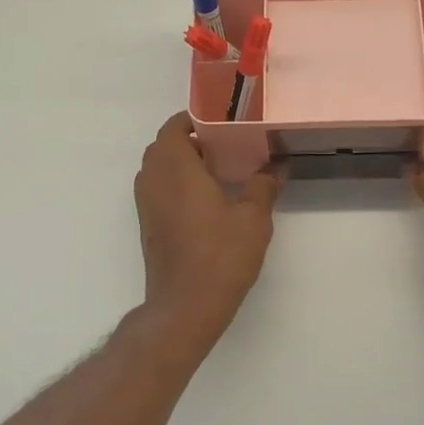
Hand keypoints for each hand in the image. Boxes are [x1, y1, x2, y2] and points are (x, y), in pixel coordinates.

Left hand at [133, 113, 280, 351]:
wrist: (184, 306)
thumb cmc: (220, 256)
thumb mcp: (253, 219)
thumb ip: (264, 186)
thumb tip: (277, 166)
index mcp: (176, 168)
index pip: (174, 126)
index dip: (195, 118)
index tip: (223, 121)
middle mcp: (154, 180)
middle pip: (164, 145)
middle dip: (190, 139)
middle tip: (225, 144)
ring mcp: (146, 205)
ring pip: (158, 168)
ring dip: (181, 162)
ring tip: (218, 169)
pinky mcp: (148, 226)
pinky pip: (158, 189)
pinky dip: (176, 183)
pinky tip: (206, 199)